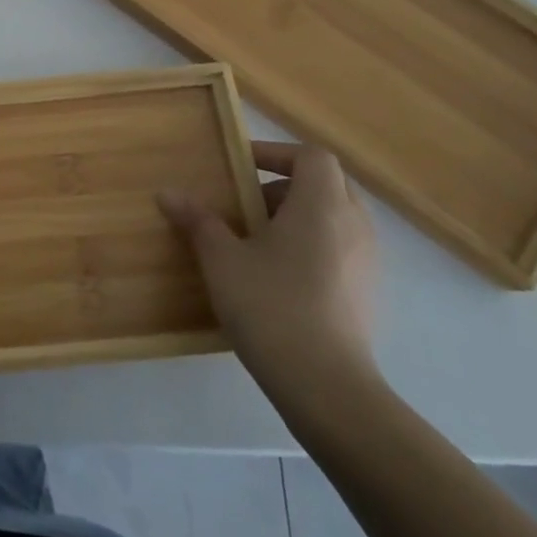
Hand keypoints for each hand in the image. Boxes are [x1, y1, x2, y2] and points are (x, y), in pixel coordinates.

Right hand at [158, 142, 378, 394]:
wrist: (325, 383)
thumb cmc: (270, 304)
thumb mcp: (221, 258)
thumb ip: (198, 220)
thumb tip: (168, 193)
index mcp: (321, 204)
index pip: (311, 156)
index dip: (276, 153)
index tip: (240, 167)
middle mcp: (354, 224)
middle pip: (327, 183)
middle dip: (284, 186)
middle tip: (245, 205)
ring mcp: (368, 259)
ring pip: (335, 217)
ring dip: (297, 217)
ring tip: (257, 242)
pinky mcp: (368, 291)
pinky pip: (341, 248)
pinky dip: (312, 246)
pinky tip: (279, 277)